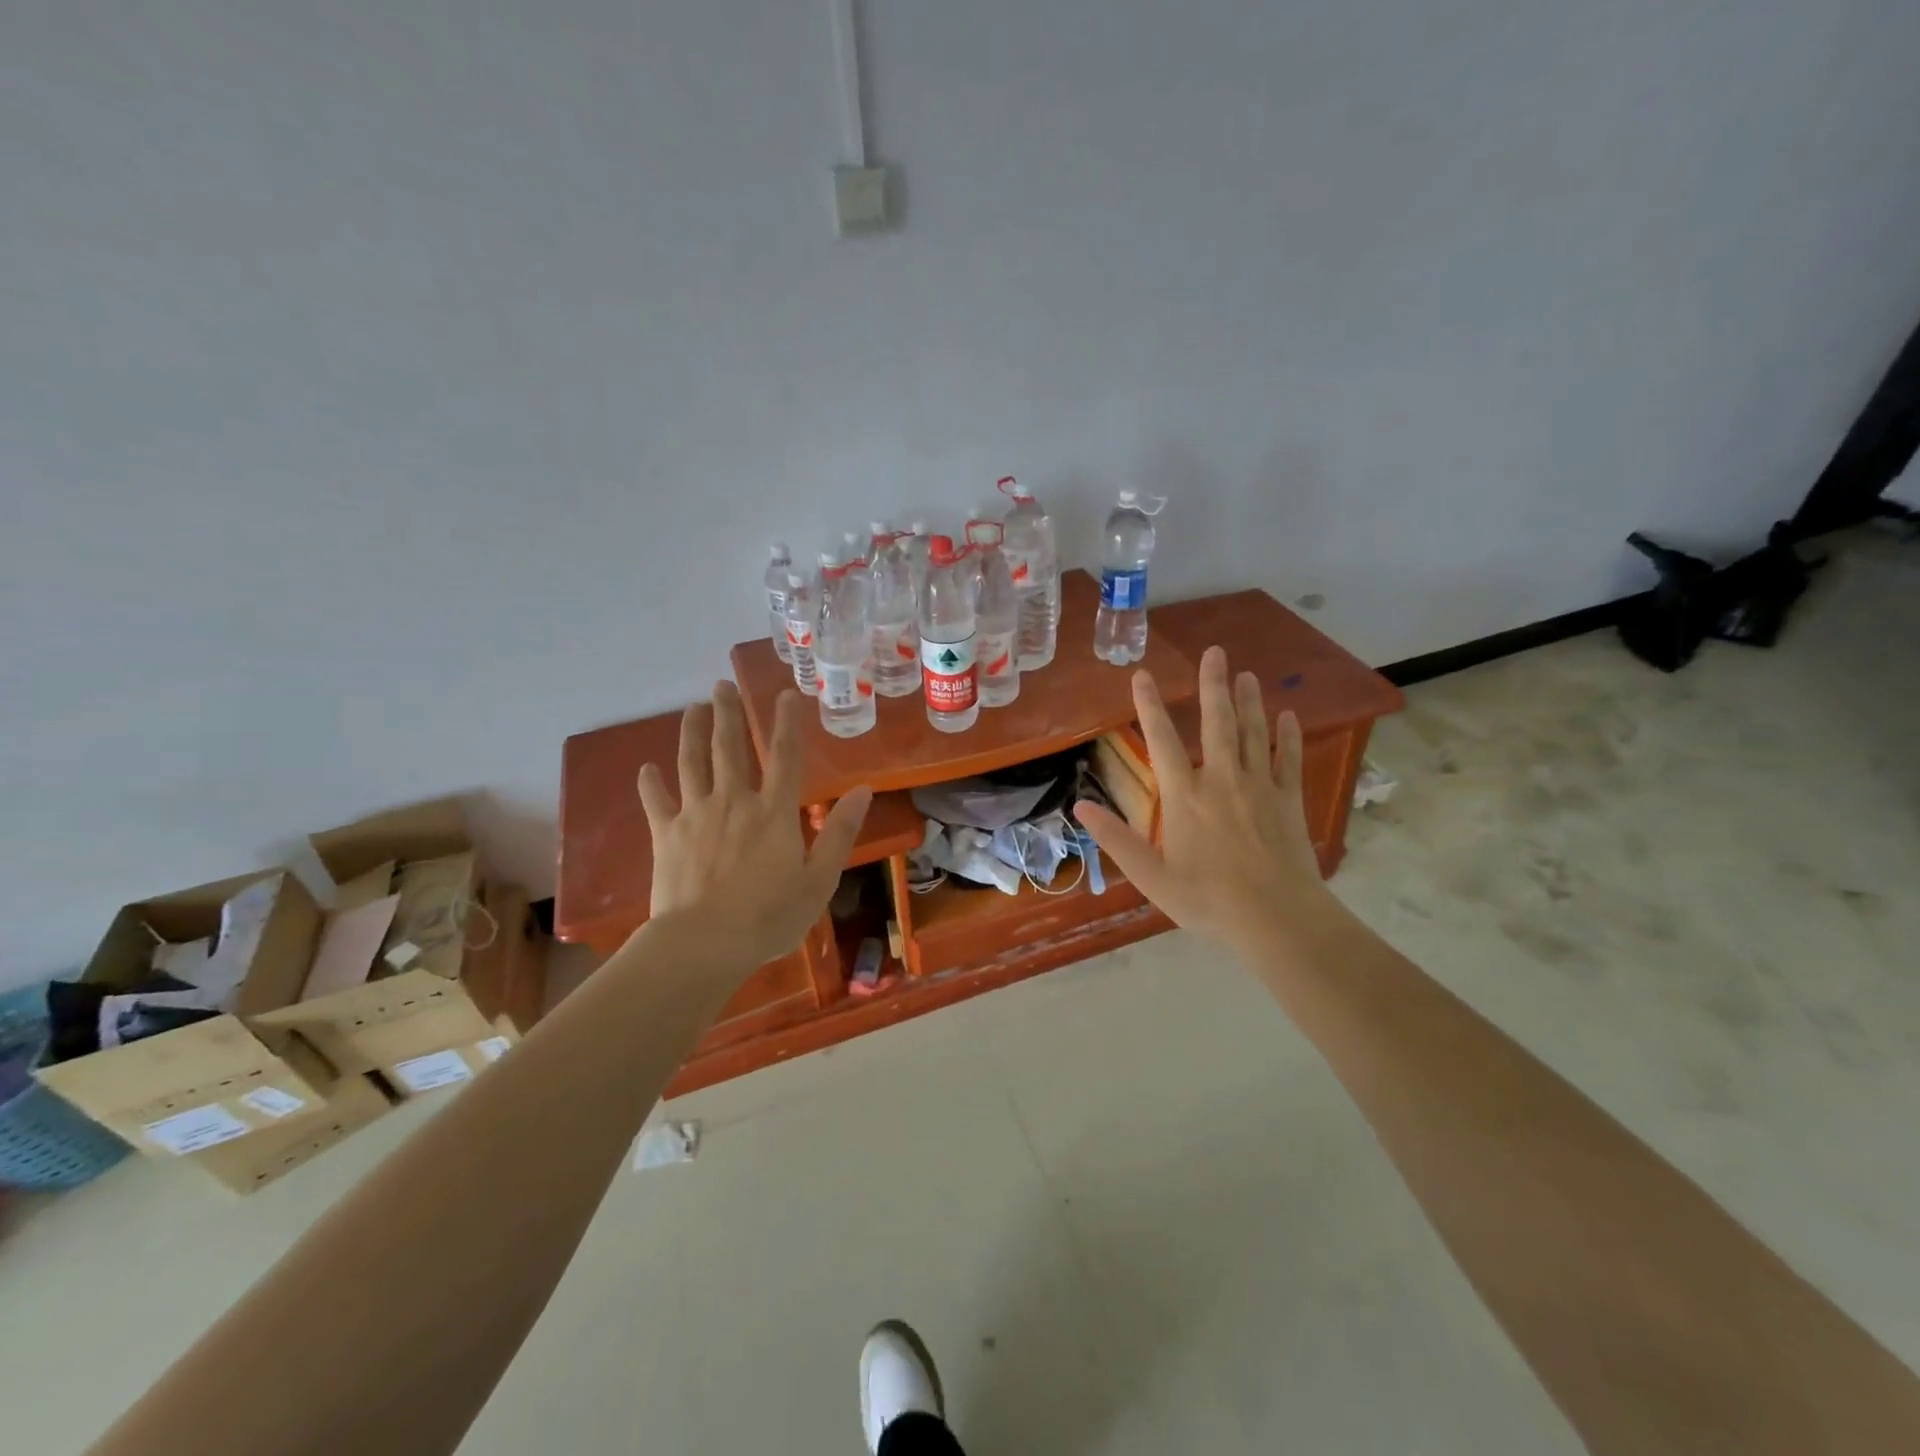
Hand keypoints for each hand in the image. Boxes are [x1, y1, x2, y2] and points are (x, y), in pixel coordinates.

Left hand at [637, 681, 871, 976]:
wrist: (703, 944)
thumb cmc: (769, 916)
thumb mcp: (819, 880)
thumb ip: (839, 833)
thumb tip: (864, 791)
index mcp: (774, 811)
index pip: (785, 756)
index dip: (786, 722)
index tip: (785, 694)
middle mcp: (734, 801)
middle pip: (730, 747)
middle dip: (727, 713)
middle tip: (721, 685)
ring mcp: (695, 815)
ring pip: (692, 763)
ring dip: (692, 732)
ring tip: (693, 708)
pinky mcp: (665, 836)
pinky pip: (656, 802)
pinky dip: (651, 784)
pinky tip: (647, 768)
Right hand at [1074, 646, 1327, 953]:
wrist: (1277, 919)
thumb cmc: (1207, 900)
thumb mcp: (1151, 876)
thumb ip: (1116, 840)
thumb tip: (1079, 808)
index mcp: (1185, 796)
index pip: (1162, 740)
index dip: (1150, 706)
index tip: (1143, 675)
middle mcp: (1222, 780)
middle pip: (1217, 723)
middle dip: (1213, 685)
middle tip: (1215, 652)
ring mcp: (1260, 787)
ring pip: (1254, 733)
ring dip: (1249, 701)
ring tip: (1246, 674)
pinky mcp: (1289, 801)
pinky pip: (1289, 760)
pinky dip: (1289, 736)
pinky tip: (1289, 716)